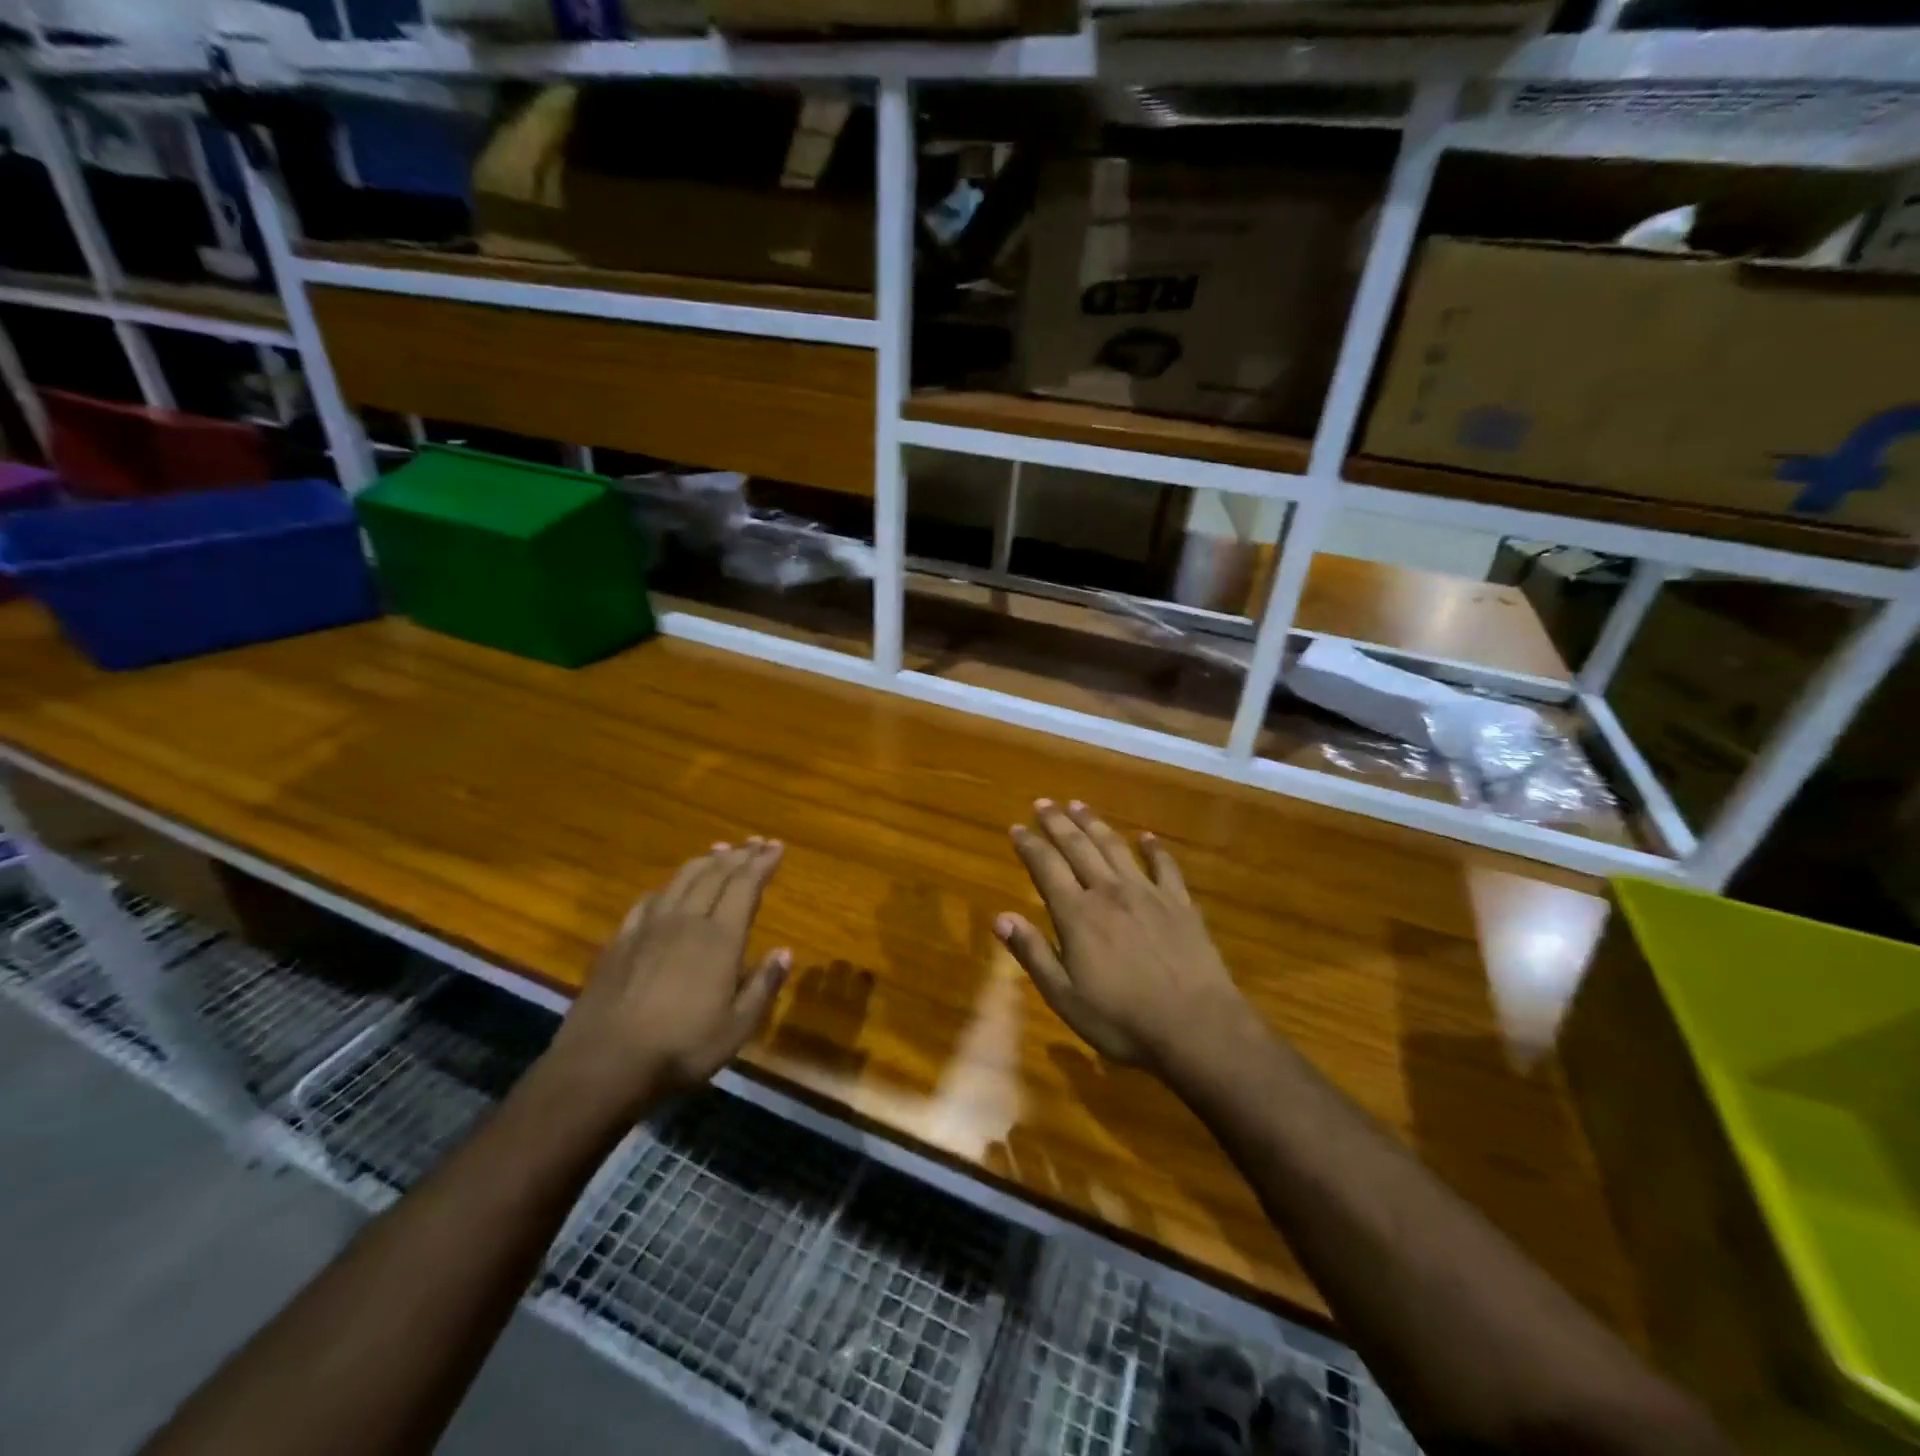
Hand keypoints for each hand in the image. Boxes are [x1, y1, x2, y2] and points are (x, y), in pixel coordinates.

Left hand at [544, 838, 790, 1118]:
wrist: (602, 1065)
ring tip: (720, 850)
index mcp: (719, 938)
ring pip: (682, 880)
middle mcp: (686, 921)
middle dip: (739, 855)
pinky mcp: (620, 941)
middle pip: (715, 875)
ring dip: (705, 861)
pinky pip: (648, 901)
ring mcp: (649, 927)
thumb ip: (762, 986)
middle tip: (756, 842)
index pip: (745, 886)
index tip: (776, 847)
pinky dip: (667, 887)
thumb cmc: (680, 1049)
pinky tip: (668, 889)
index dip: (762, 863)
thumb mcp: (736, 1028)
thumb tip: (785, 952)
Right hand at [996, 799, 1245, 1070]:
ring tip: (1078, 806)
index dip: (1029, 845)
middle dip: (1057, 823)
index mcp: (1077, 915)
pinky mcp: (1179, 903)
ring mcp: (1147, 893)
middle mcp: (1109, 892)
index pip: (1046, 868)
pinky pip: (1164, 866)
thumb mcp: (1065, 997)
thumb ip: (1033, 954)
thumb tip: (1000, 918)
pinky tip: (1146, 837)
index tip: (1016, 827)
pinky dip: (1154, 848)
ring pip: (1115, 847)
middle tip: (1043, 803)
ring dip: (1094, 824)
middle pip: (1078, 847)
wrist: (1196, 1027)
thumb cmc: (1122, 1020)